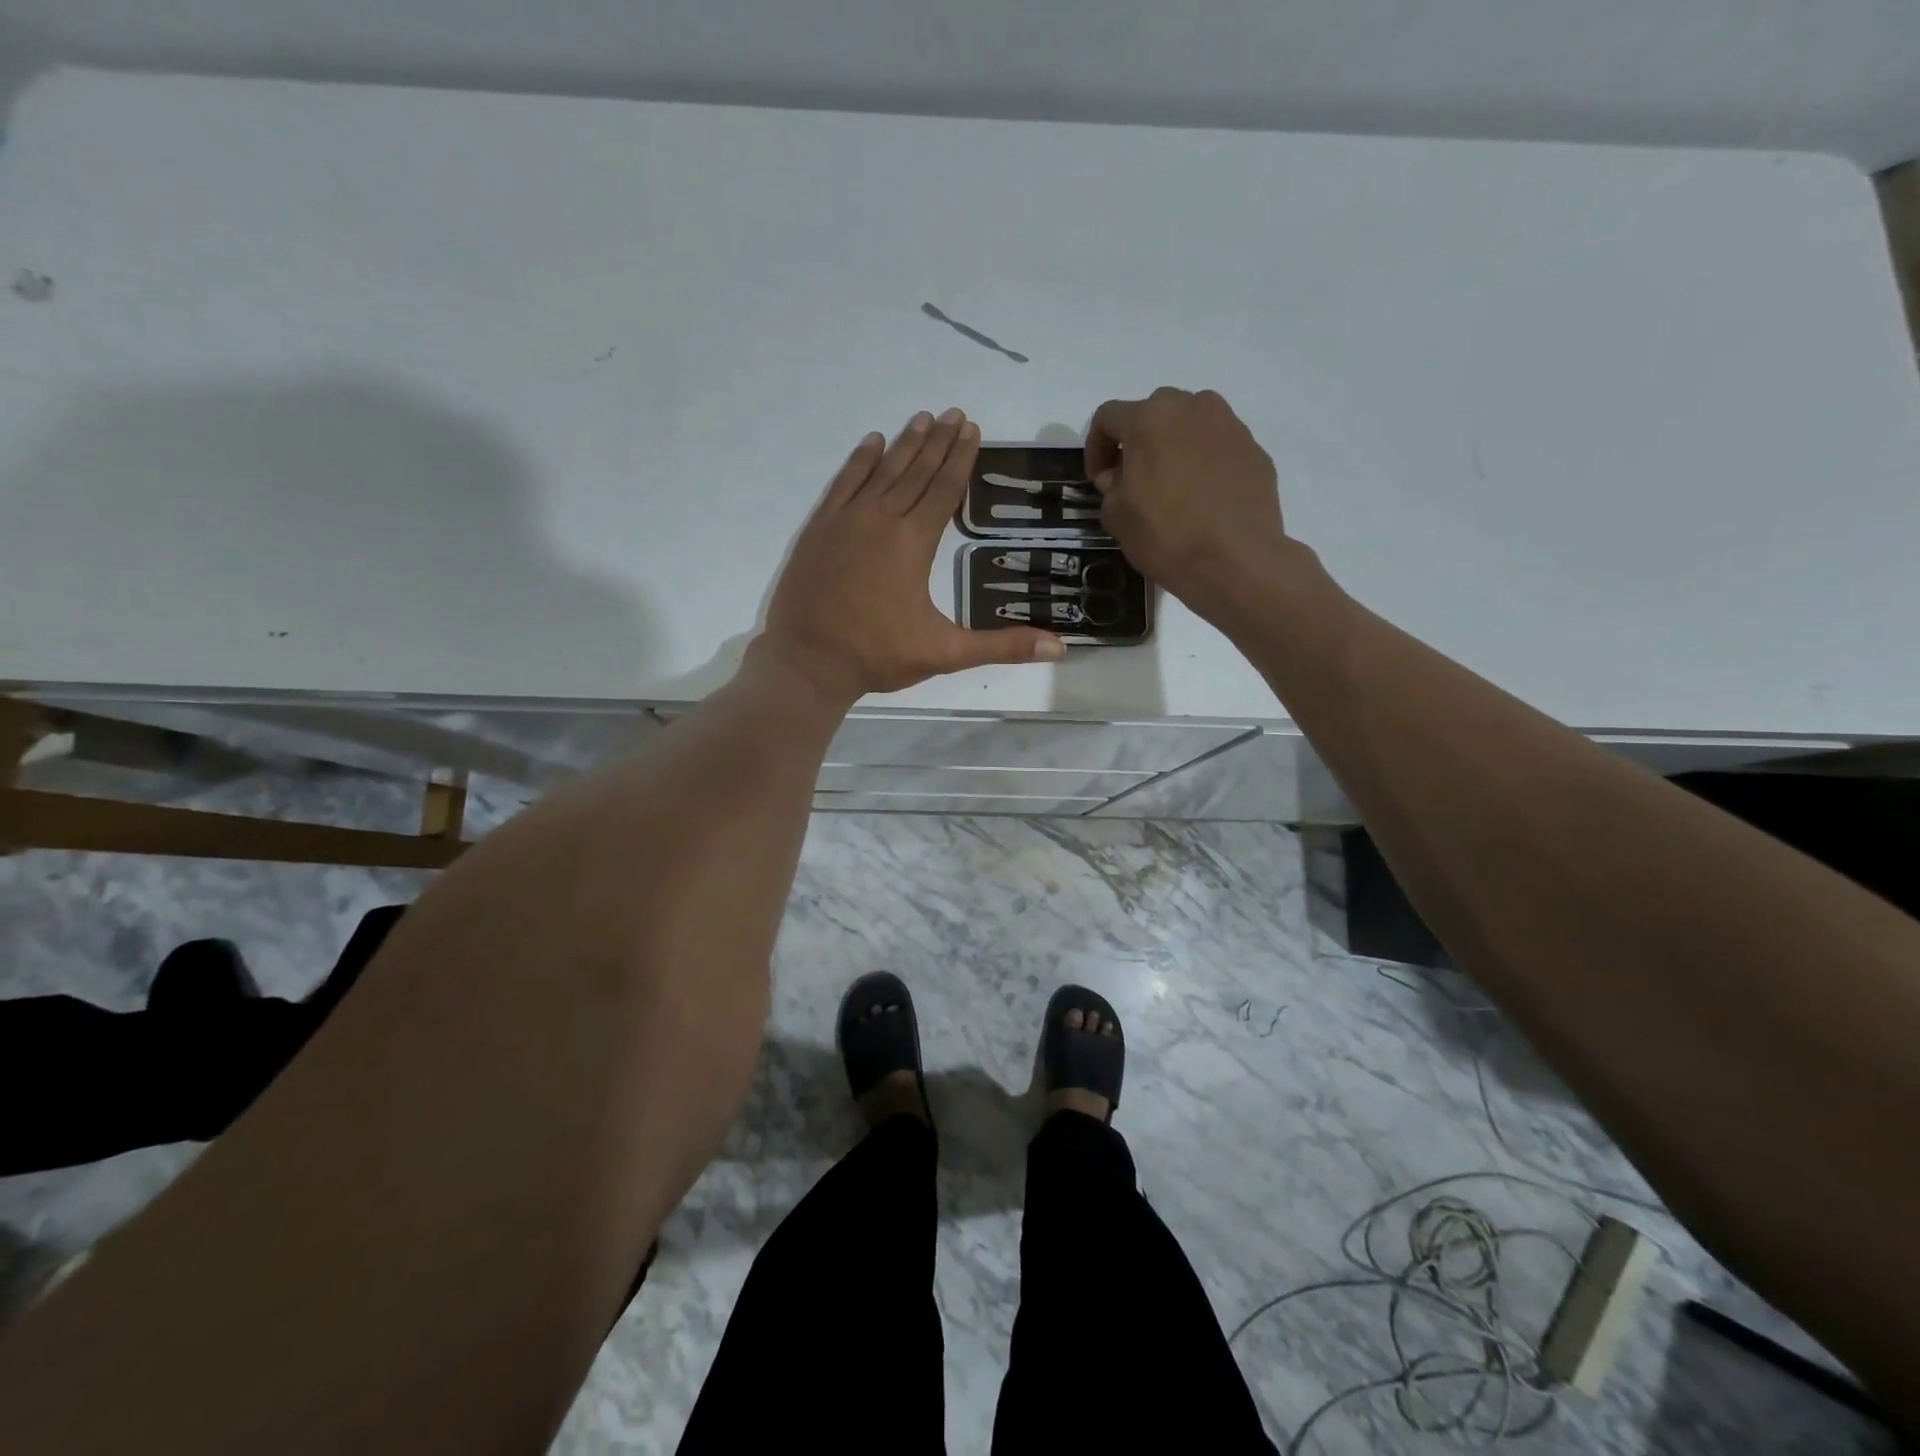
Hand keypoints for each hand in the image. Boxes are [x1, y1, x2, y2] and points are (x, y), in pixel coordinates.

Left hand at [757, 409, 1064, 702]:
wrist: (808, 661)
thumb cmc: (878, 655)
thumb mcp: (946, 653)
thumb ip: (1002, 647)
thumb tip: (1060, 648)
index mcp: (914, 543)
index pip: (944, 490)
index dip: (960, 459)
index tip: (972, 428)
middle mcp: (881, 519)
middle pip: (916, 472)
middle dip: (938, 442)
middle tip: (955, 413)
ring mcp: (846, 520)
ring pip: (881, 471)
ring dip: (904, 444)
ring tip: (923, 418)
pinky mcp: (819, 528)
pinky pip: (843, 483)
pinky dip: (859, 461)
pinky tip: (872, 442)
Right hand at [1085, 388, 1291, 622]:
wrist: (1235, 560)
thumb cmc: (1166, 535)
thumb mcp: (1116, 516)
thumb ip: (1111, 485)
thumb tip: (1120, 476)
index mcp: (1149, 419)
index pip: (1108, 416)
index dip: (1096, 447)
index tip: (1099, 479)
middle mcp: (1192, 408)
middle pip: (1154, 413)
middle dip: (1138, 441)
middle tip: (1134, 479)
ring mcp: (1230, 426)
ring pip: (1191, 425)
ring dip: (1174, 447)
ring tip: (1172, 486)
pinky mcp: (1255, 450)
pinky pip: (1219, 448)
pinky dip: (1205, 464)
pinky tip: (1203, 499)